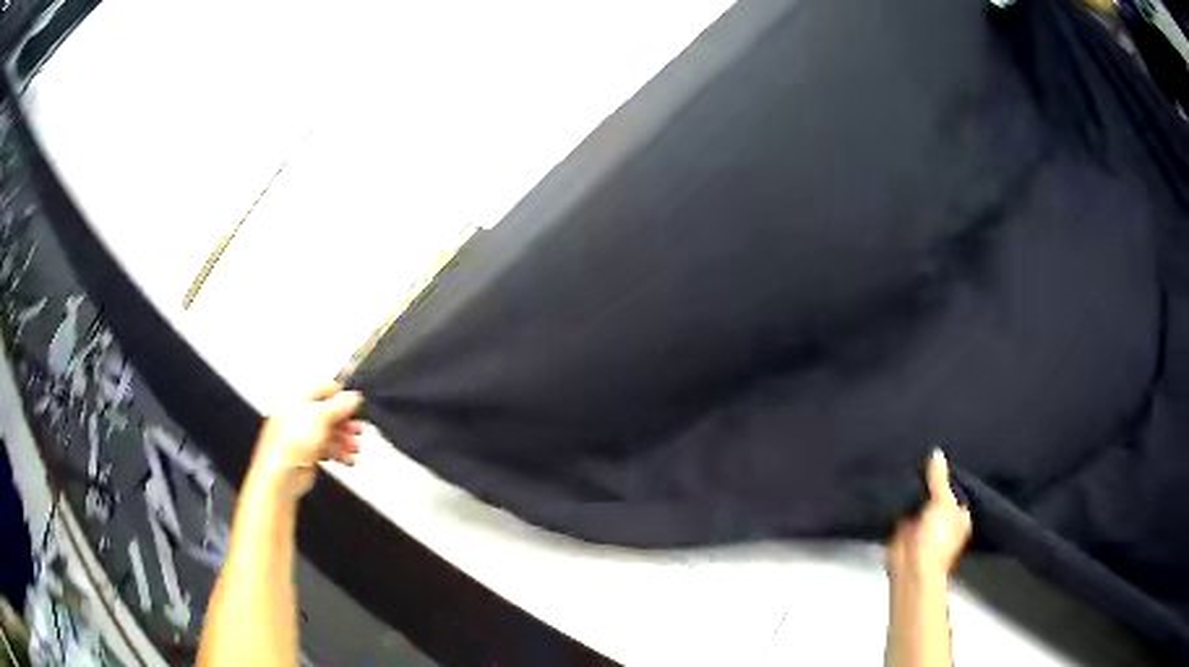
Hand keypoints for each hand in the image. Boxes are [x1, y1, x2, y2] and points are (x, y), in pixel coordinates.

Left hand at [249, 382, 364, 497]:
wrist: (281, 476)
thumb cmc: (288, 444)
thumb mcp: (320, 416)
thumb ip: (339, 405)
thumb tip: (353, 397)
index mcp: (295, 396)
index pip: (324, 388)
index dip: (342, 398)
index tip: (355, 408)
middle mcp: (296, 412)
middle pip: (328, 411)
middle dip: (345, 423)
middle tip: (356, 430)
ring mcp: (300, 432)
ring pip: (328, 430)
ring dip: (344, 439)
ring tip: (354, 448)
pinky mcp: (305, 450)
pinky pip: (325, 446)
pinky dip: (338, 451)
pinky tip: (346, 458)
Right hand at [887, 449, 971, 582]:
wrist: (911, 571)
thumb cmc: (937, 540)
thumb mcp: (942, 504)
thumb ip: (938, 479)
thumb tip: (936, 452)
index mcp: (959, 514)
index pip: (954, 487)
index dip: (946, 472)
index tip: (936, 451)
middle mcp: (943, 520)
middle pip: (934, 493)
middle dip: (926, 480)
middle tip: (916, 451)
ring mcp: (922, 526)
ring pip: (917, 502)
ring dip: (911, 490)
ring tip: (902, 460)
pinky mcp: (903, 532)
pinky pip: (901, 511)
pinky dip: (897, 502)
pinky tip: (891, 483)